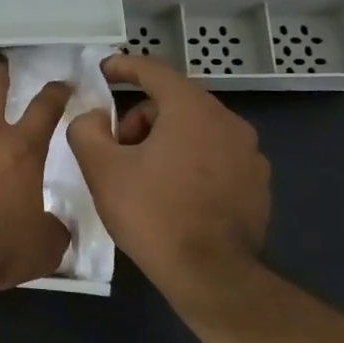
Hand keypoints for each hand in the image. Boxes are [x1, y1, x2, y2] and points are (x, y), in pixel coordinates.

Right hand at [67, 54, 269, 306]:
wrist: (210, 275)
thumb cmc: (152, 213)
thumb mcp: (101, 168)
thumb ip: (86, 128)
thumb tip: (94, 117)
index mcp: (192, 110)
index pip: (154, 71)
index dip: (123, 66)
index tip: (103, 71)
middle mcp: (229, 123)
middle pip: (174, 103)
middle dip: (140, 119)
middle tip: (117, 150)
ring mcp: (250, 155)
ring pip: (196, 130)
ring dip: (165, 141)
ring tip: (143, 177)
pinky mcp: (257, 184)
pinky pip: (215, 157)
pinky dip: (190, 163)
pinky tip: (173, 195)